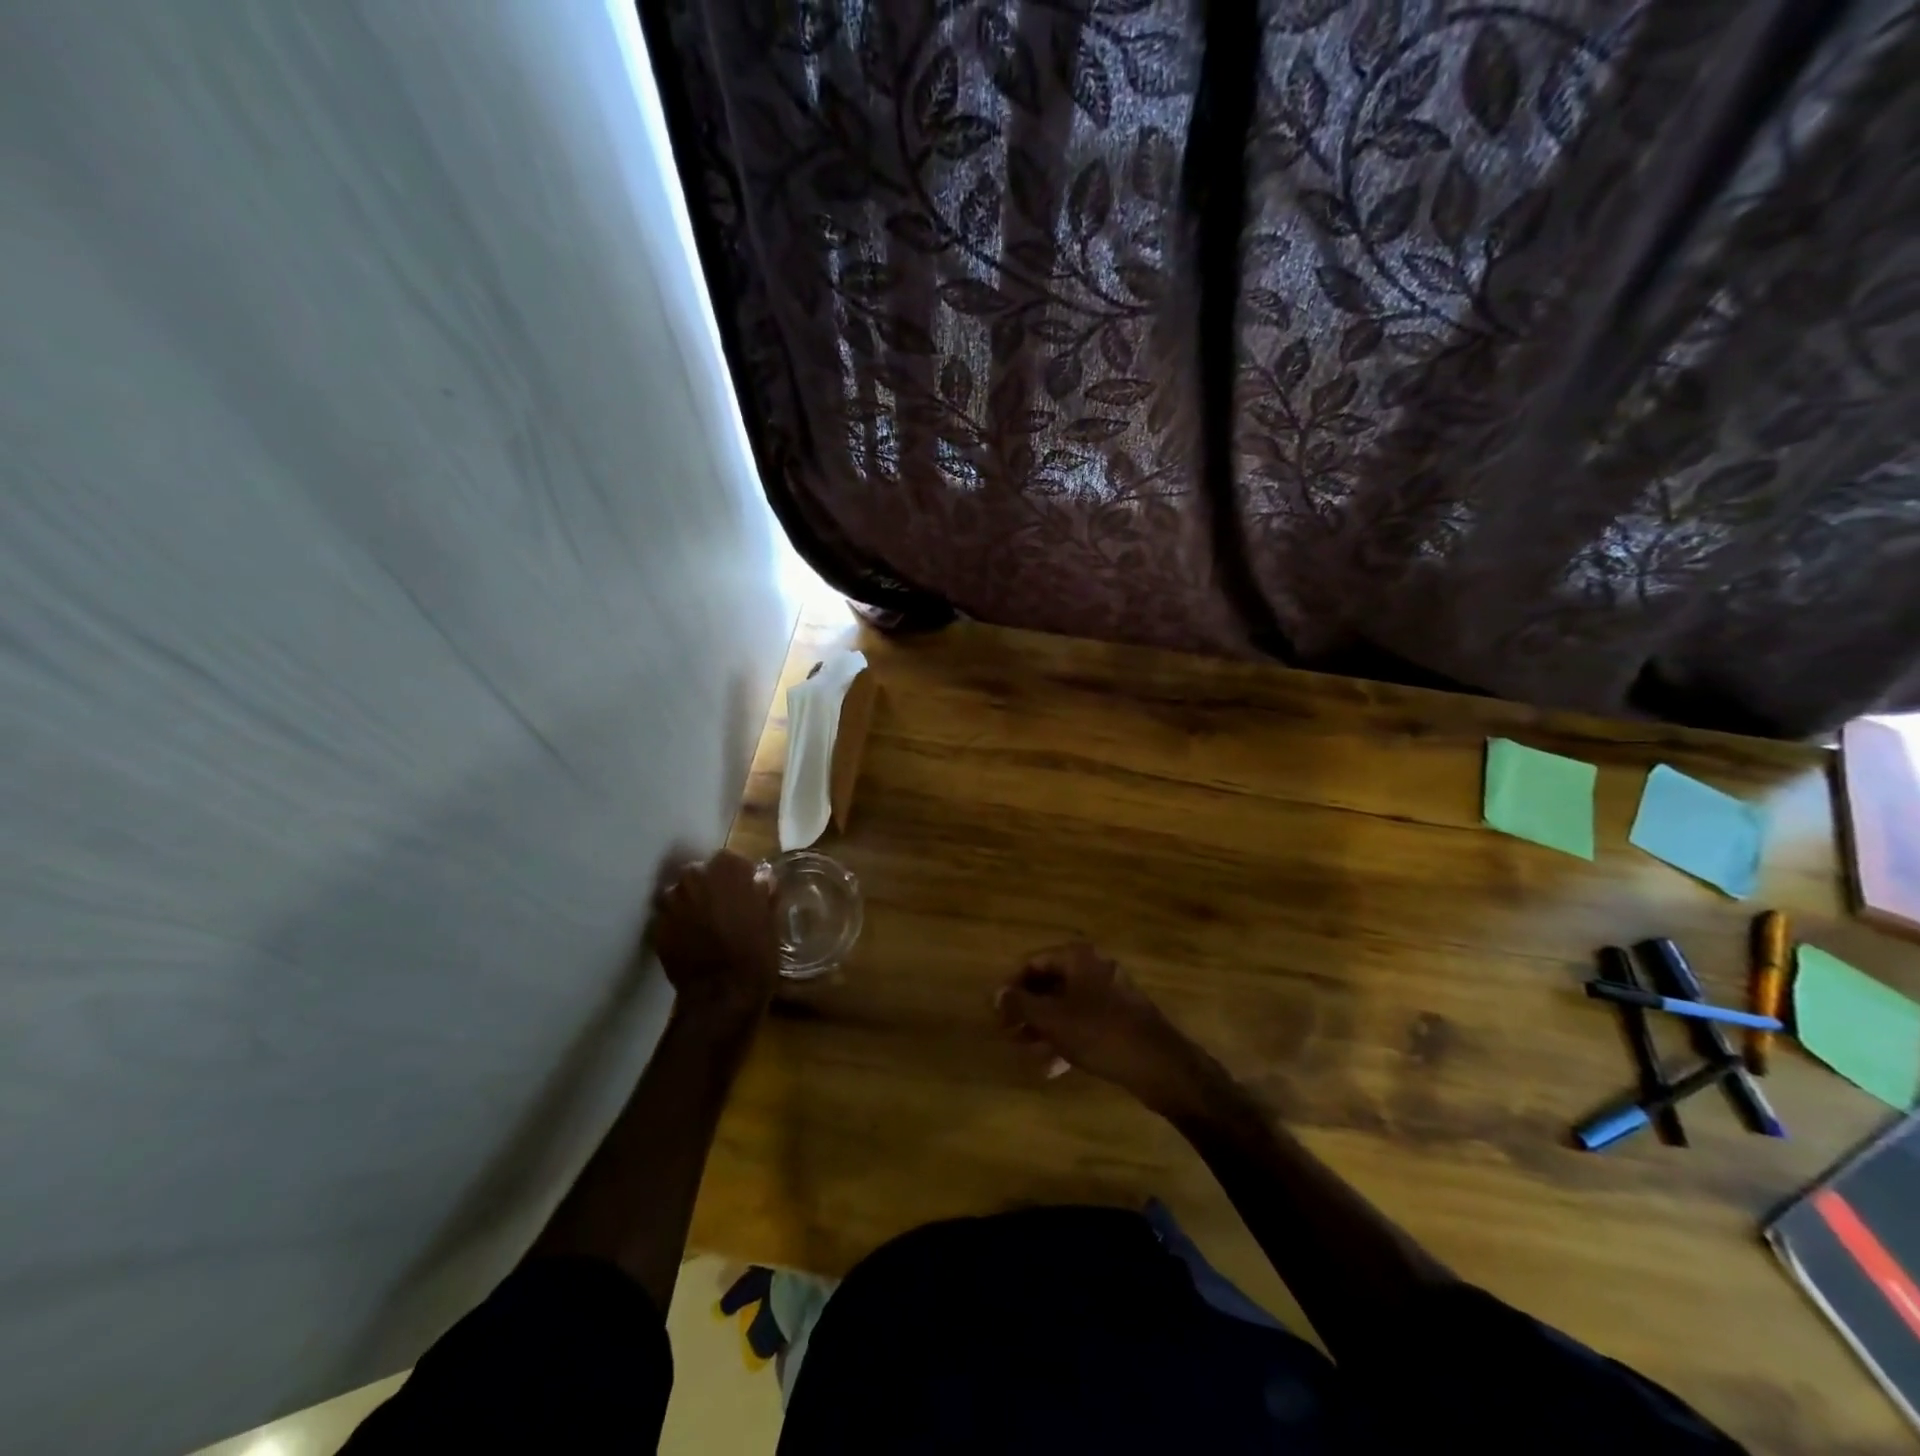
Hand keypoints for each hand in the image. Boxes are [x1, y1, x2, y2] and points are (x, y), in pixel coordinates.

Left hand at [654, 850, 778, 1024]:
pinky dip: (678, 926)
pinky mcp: (656, 926)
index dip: (737, 877)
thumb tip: (760, 880)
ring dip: (691, 905)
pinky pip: (669, 918)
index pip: (730, 860)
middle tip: (723, 910)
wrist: (722, 995)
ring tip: (704, 928)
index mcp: (727, 868)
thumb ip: (761, 893)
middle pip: (700, 874)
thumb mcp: (770, 919)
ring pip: (681, 895)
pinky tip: (691, 943)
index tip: (745, 893)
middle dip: (709, 888)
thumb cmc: (756, 953)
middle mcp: (694, 876)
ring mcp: (671, 901)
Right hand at [995, 943, 1210, 1113]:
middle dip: (1028, 1010)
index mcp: (1078, 958)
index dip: (1012, 986)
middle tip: (1009, 1034)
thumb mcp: (1053, 1019)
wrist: (1160, 1064)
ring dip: (1045, 1028)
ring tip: (1027, 1053)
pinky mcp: (1122, 1019)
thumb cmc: (1100, 1033)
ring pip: (1067, 1006)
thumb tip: (995, 994)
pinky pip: (1085, 1022)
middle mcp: (1094, 968)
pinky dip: (1067, 1038)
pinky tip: (1053, 1067)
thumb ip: (1021, 1004)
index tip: (998, 1012)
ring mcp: (1111, 993)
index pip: (1034, 962)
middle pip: (1051, 983)